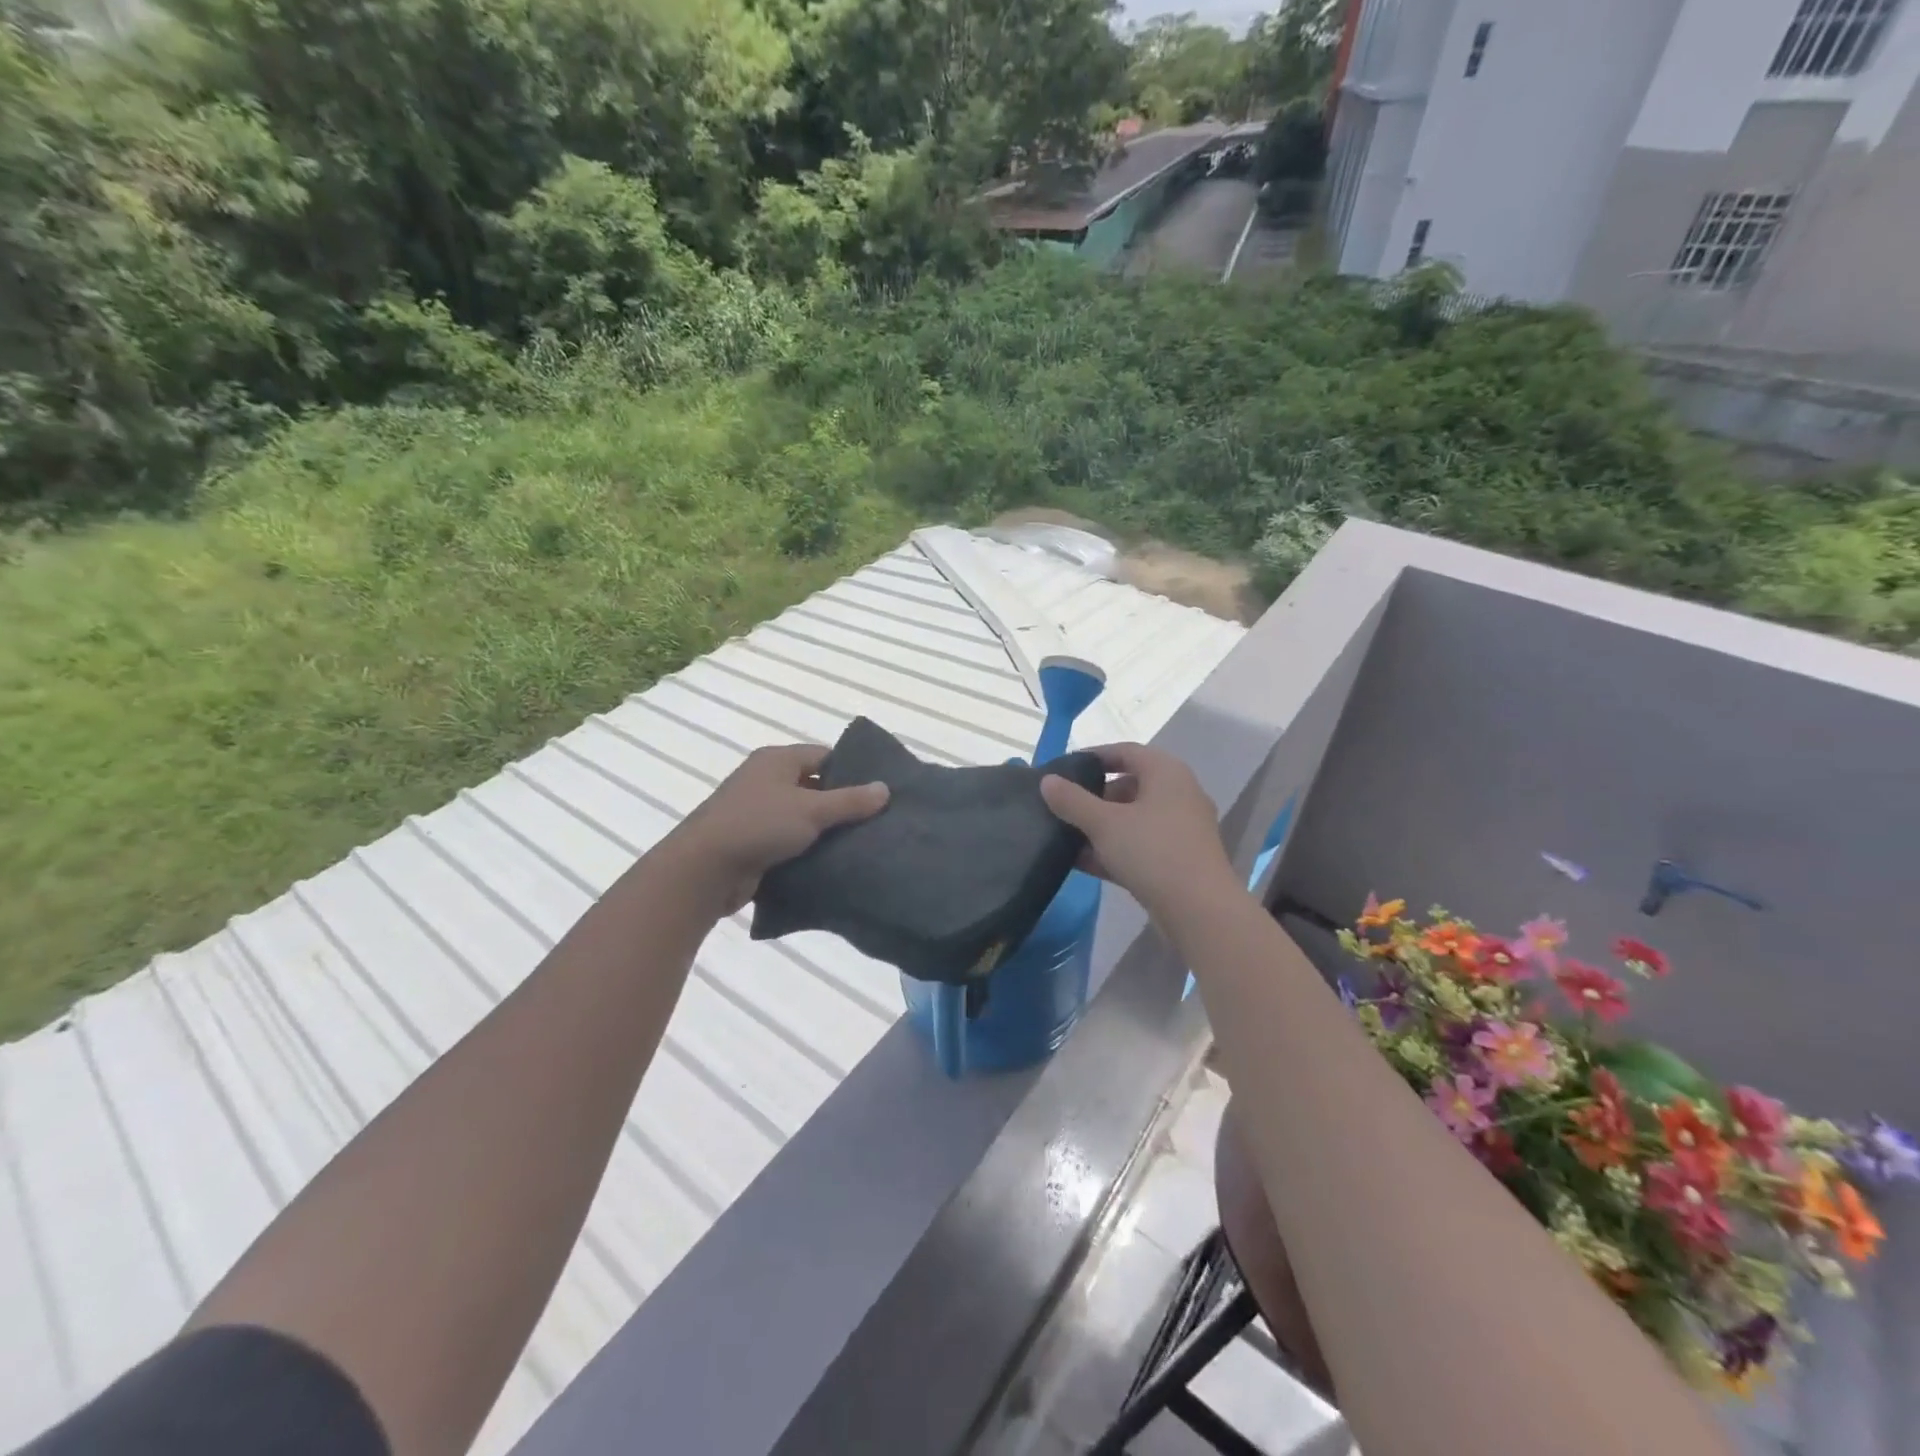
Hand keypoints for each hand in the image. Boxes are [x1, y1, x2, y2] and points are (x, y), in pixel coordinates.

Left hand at [663, 744, 888, 916]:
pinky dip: (807, 849)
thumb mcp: (811, 810)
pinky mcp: (752, 842)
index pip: (824, 756)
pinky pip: (788, 840)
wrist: (703, 870)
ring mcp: (756, 812)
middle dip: (841, 803)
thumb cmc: (759, 826)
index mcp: (777, 761)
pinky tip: (832, 862)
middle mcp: (765, 780)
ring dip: (824, 830)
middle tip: (876, 820)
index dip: (852, 771)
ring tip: (861, 843)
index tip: (879, 792)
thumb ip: (850, 800)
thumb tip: (885, 788)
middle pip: (814, 786)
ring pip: (802, 816)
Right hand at [1039, 743, 1237, 921]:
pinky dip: (1113, 849)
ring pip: (1133, 819)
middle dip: (1093, 796)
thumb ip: (1073, 800)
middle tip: (1062, 807)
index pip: (1126, 752)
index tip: (1062, 769)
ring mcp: (1180, 830)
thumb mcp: (1105, 823)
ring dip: (1100, 826)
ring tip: (1065, 835)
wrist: (1200, 910)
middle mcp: (1178, 795)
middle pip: (1129, 786)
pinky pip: (1139, 845)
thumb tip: (1047, 781)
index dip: (1093, 756)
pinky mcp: (1177, 860)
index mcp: (1166, 773)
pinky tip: (1081, 862)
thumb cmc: (1153, 851)